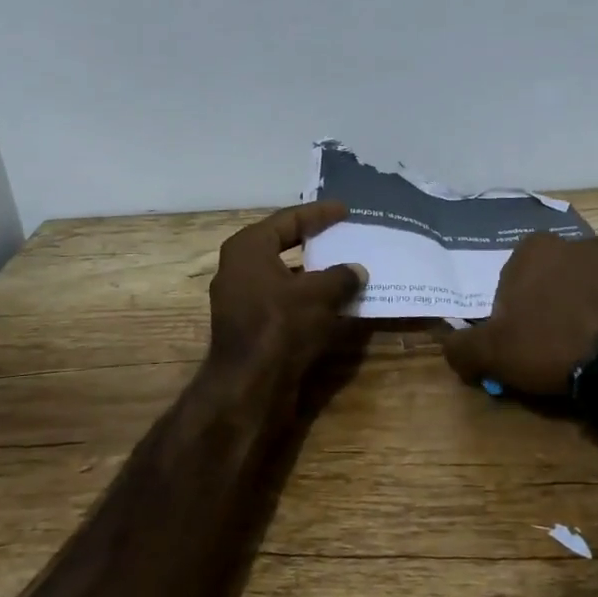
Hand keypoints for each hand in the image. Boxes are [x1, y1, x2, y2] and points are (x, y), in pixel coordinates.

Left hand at [207, 201, 368, 383]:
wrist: (249, 386)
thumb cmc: (280, 326)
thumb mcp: (318, 294)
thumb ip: (341, 276)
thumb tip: (358, 270)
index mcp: (248, 248)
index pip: (288, 219)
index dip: (319, 213)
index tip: (345, 210)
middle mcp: (239, 267)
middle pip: (283, 244)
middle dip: (315, 239)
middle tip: (343, 232)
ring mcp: (242, 298)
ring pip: (285, 274)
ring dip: (314, 271)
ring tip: (346, 266)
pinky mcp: (251, 324)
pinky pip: (284, 298)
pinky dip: (308, 296)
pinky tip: (334, 300)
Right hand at [442, 233, 597, 394]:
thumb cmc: (550, 344)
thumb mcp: (492, 353)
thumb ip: (462, 347)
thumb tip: (449, 346)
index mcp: (534, 248)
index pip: (510, 280)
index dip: (509, 313)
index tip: (517, 342)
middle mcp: (575, 243)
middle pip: (548, 280)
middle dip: (546, 308)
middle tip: (547, 348)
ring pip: (584, 288)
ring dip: (579, 310)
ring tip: (581, 351)